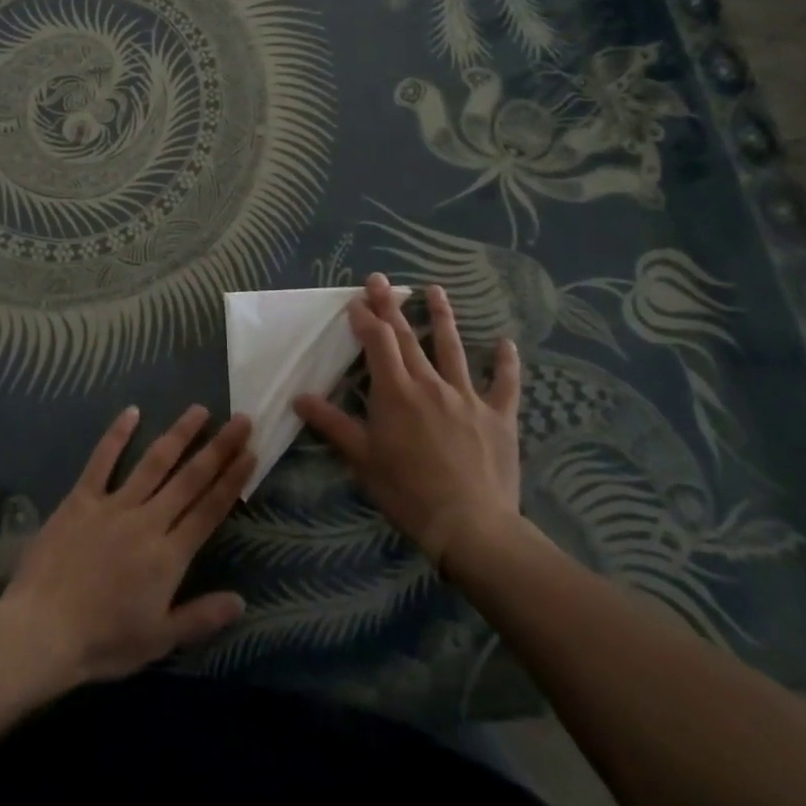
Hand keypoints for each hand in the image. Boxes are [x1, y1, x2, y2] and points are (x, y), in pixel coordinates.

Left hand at [0, 405, 254, 689]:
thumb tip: (241, 601)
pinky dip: (116, 434)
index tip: (250, 453)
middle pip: (190, 479)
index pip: (209, 510)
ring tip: (200, 409)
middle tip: (241, 419)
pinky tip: (131, 411)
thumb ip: (201, 616)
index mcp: (169, 555)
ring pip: (154, 462)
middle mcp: (148, 520)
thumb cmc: (103, 641)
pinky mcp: (82, 498)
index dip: (232, 480)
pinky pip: (102, 461)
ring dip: (179, 434)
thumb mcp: (158, 640)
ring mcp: (114, 505)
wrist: (42, 630)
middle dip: (218, 448)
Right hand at [294, 273, 521, 566]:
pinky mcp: (498, 416)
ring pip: (453, 348)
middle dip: (391, 306)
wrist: (471, 525)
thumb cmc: (408, 492)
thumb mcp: (362, 459)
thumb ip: (332, 424)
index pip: (378, 343)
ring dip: (442, 316)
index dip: (366, 319)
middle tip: (381, 280)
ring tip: (435, 290)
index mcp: (396, 392)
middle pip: (408, 337)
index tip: (356, 300)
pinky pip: (504, 383)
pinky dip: (505, 363)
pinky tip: (506, 343)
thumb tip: (299, 397)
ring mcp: (467, 397)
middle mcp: (430, 384)